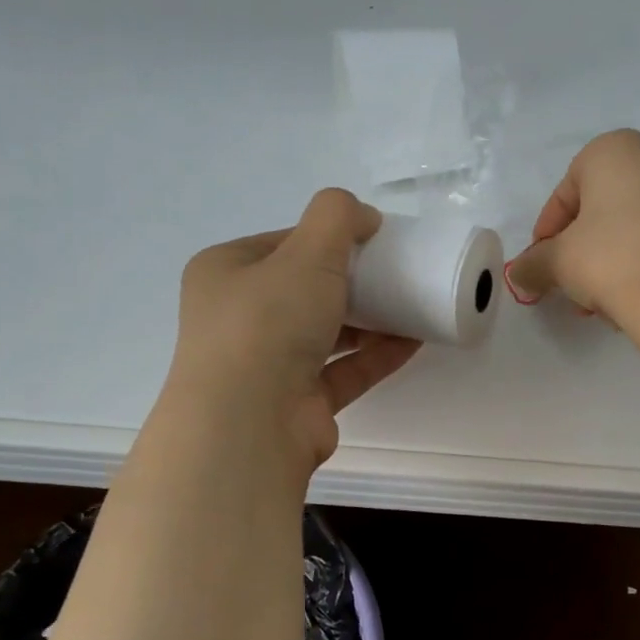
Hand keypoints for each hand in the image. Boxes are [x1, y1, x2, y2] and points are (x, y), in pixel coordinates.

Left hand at [165, 189, 419, 470]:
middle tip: (396, 272)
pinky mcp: (299, 403)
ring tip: (413, 304)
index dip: (327, 237)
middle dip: (353, 281)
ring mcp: (268, 365)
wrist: (250, 424)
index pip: (282, 244)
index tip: (373, 238)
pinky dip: (376, 355)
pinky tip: (414, 342)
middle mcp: (239, 318)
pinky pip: (344, 371)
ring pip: (326, 333)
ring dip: (369, 320)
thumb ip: (336, 217)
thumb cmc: (268, 324)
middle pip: (305, 289)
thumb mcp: (306, 252)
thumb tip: (363, 216)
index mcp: (225, 272)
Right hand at [503, 129, 639, 322]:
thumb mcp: (558, 262)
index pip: (565, 194)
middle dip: (581, 248)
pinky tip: (632, 293)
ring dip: (609, 258)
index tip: (543, 266)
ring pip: (631, 225)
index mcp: (613, 149)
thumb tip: (520, 275)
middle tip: (570, 283)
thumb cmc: (610, 260)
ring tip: (600, 298)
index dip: (547, 234)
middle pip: (600, 208)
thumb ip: (533, 264)